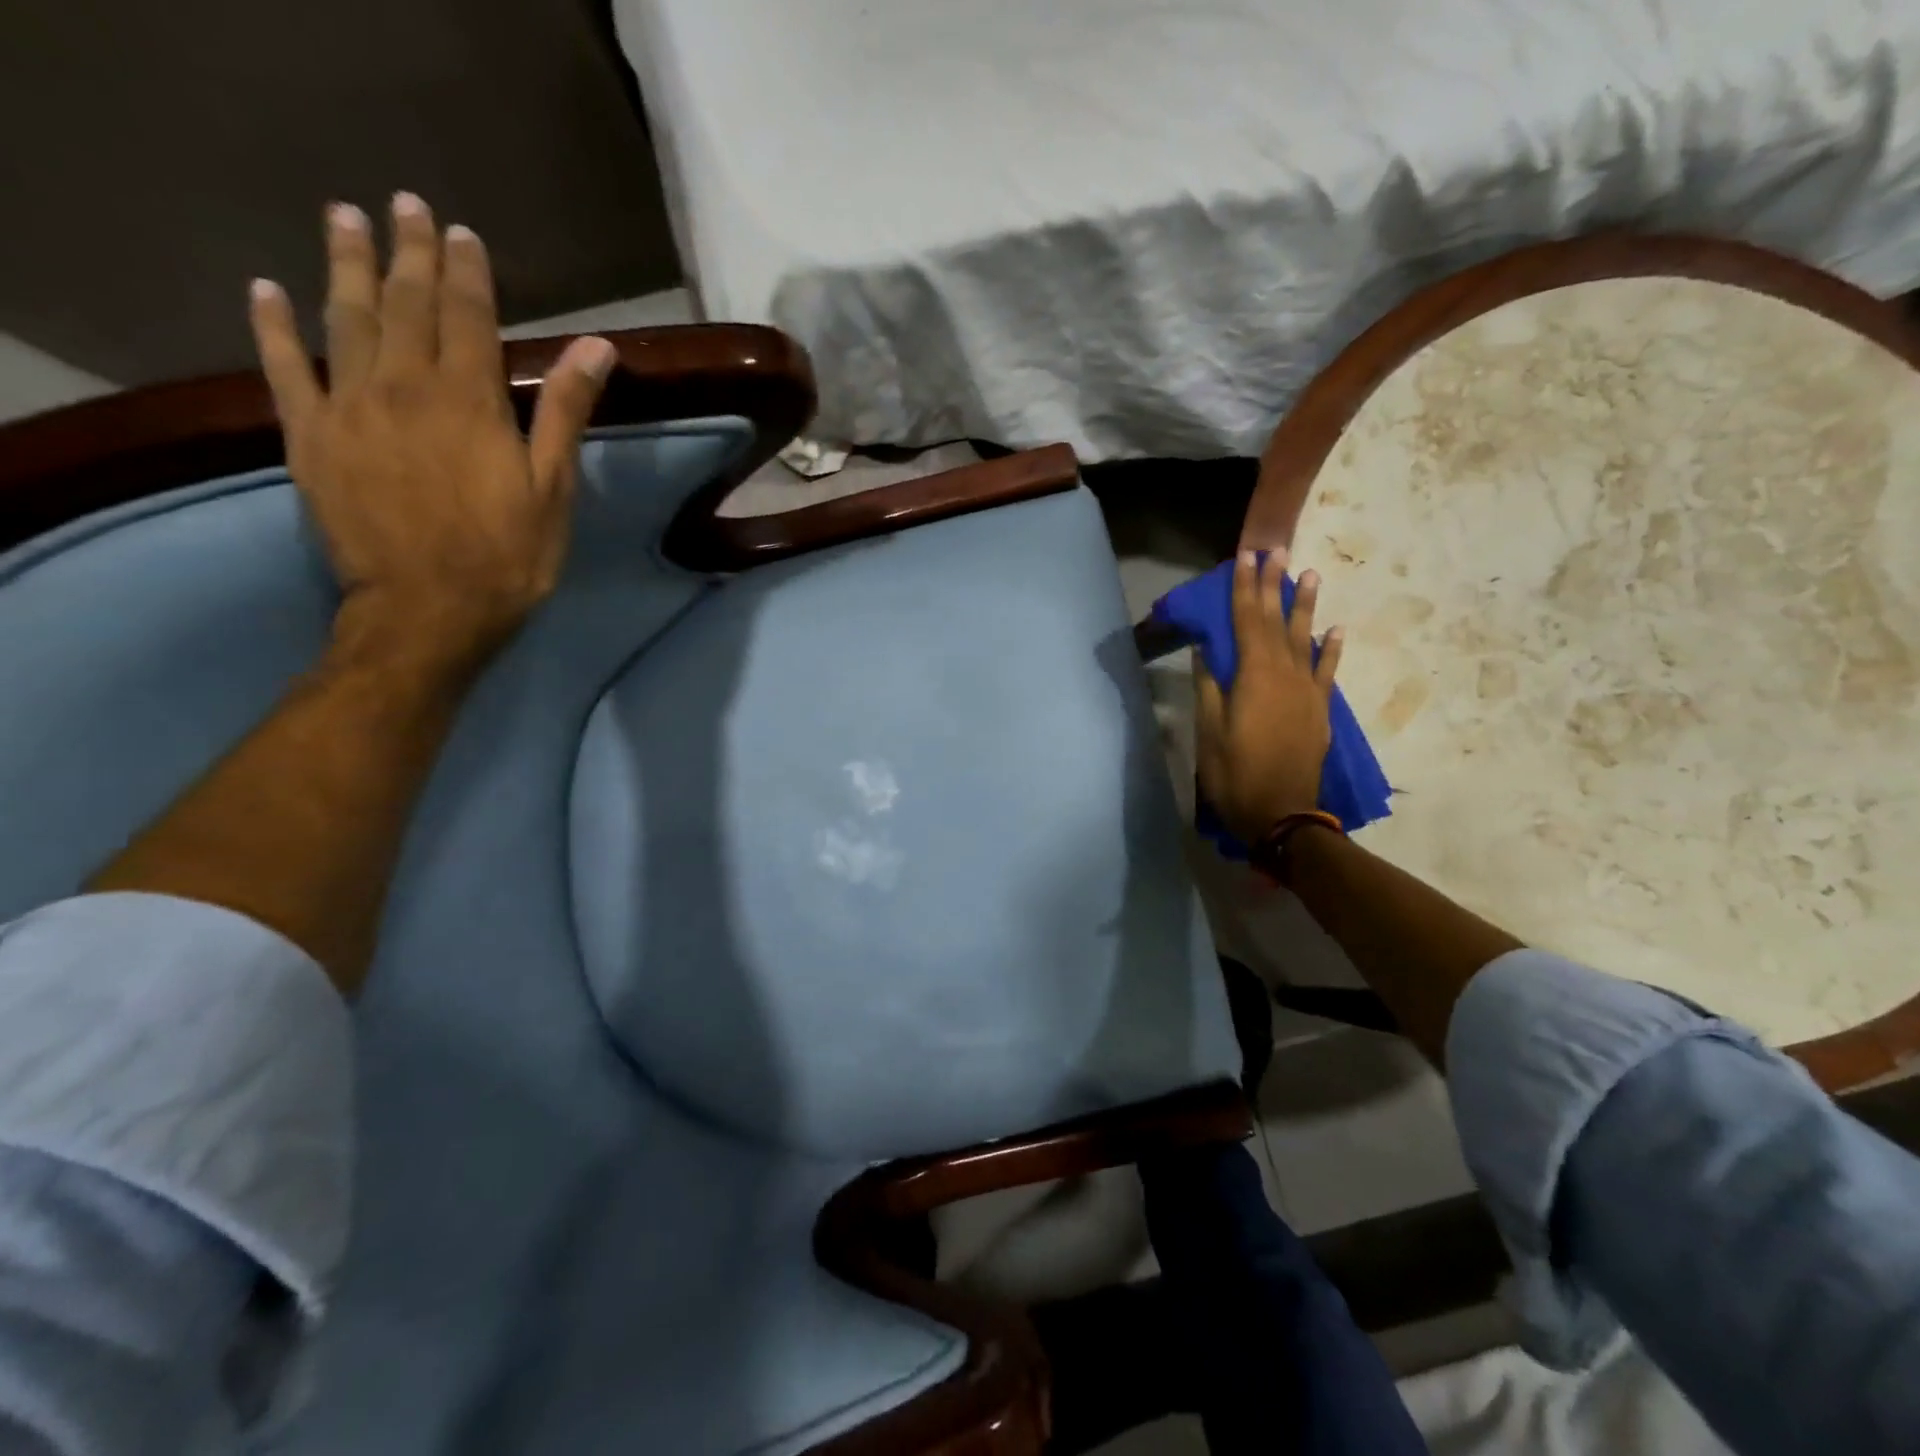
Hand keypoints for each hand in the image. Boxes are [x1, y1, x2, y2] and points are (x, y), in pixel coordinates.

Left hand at [247, 192, 616, 671]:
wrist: (428, 611)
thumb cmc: (508, 557)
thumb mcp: (553, 489)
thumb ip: (564, 412)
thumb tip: (596, 348)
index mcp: (469, 400)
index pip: (466, 315)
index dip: (465, 270)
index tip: (460, 230)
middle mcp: (403, 387)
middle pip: (405, 304)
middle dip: (408, 252)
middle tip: (404, 204)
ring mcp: (349, 408)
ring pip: (345, 319)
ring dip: (345, 265)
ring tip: (345, 220)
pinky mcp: (310, 437)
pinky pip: (283, 368)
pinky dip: (272, 326)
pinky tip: (267, 291)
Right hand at [1193, 548, 1345, 844]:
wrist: (1281, 813)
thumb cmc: (1235, 773)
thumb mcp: (1209, 732)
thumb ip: (1209, 687)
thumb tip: (1206, 650)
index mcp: (1253, 676)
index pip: (1245, 621)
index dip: (1244, 588)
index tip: (1245, 557)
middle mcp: (1284, 674)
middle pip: (1276, 621)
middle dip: (1273, 585)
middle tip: (1275, 550)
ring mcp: (1307, 691)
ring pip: (1305, 638)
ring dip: (1305, 606)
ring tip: (1309, 574)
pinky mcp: (1319, 709)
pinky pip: (1327, 671)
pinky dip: (1331, 649)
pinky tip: (1335, 629)